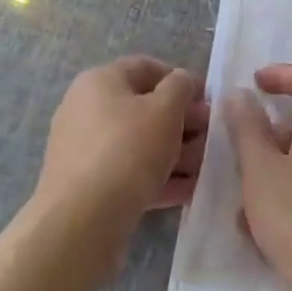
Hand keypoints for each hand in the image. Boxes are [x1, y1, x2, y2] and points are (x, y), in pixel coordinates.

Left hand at [35, 57, 208, 229]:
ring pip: (138, 144)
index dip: (180, 79)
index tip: (207, 99)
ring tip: (204, 168)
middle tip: (210, 136)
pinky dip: (157, 178)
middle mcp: (86, 109)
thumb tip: (181, 81)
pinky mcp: (87, 188)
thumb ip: (180, 86)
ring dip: (174, 153)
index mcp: (100, 81)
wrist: (81, 222)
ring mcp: (84, 150)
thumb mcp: (165, 109)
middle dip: (181, 121)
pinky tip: (187, 191)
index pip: (145, 68)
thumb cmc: (127, 150)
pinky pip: (128, 174)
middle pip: (143, 108)